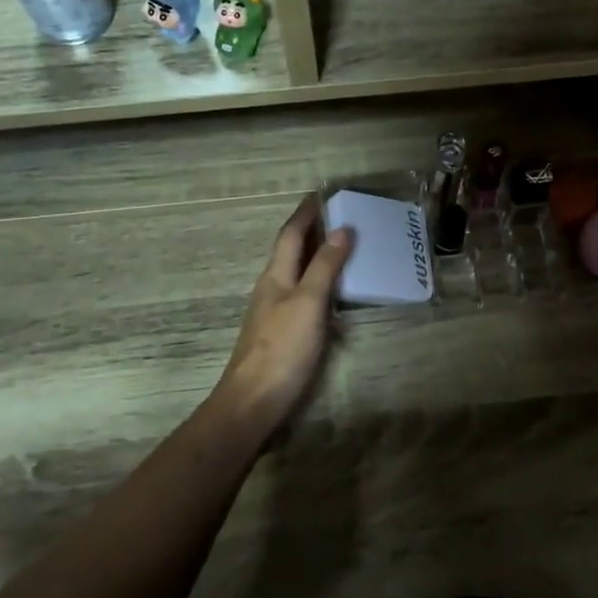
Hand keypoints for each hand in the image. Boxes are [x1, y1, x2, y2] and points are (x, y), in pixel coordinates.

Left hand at [211, 196, 353, 438]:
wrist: (254, 401)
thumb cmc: (282, 348)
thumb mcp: (308, 303)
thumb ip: (324, 267)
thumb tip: (342, 230)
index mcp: (275, 276)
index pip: (290, 235)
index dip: (305, 214)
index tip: (321, 195)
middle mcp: (272, 289)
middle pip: (291, 252)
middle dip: (311, 232)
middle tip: (340, 218)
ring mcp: (274, 313)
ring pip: (296, 274)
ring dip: (316, 258)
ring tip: (343, 250)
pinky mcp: (282, 335)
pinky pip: (302, 296)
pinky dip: (319, 285)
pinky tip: (333, 295)